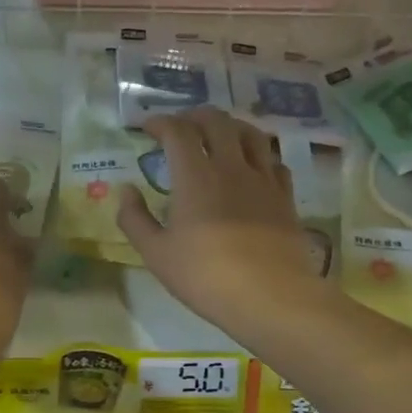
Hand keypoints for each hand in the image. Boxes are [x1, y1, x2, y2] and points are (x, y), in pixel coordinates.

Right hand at [118, 109, 324, 332]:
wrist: (270, 296)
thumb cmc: (205, 276)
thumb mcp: (156, 253)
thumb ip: (135, 218)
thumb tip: (125, 190)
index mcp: (195, 176)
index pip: (177, 131)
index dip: (160, 122)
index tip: (147, 127)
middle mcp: (231, 166)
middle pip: (217, 121)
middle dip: (195, 115)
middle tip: (181, 126)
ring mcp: (263, 180)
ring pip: (251, 133)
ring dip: (231, 126)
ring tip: (220, 135)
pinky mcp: (286, 197)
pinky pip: (275, 162)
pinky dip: (260, 155)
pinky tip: (254, 167)